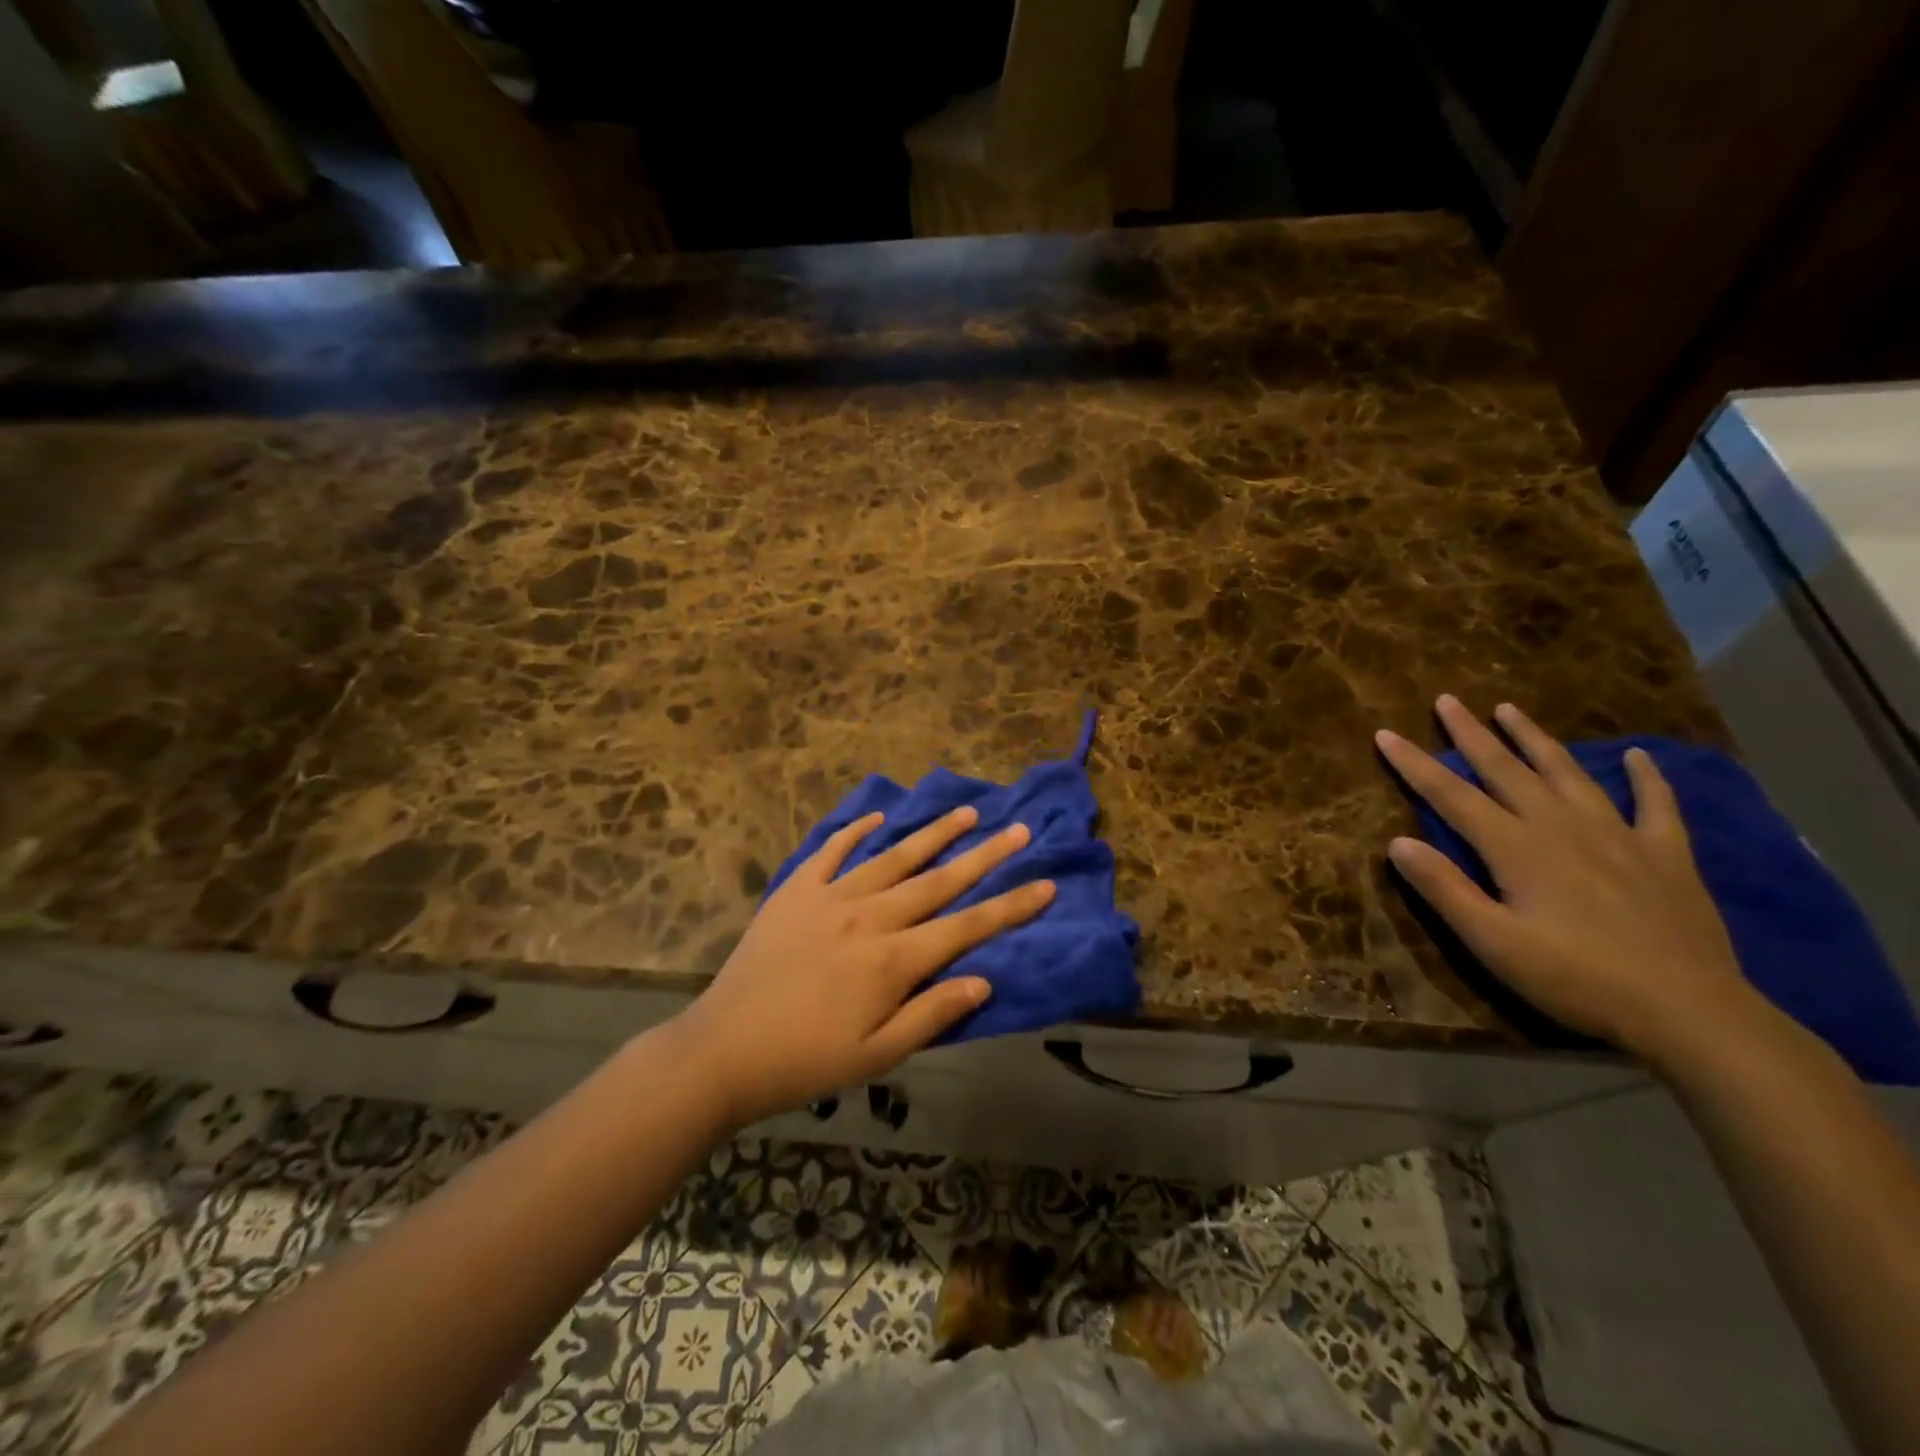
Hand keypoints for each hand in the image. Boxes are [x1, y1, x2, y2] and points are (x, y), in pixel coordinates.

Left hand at [671, 807, 1053, 1126]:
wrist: (723, 1049)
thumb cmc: (806, 1061)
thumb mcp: (877, 1057)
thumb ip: (931, 1015)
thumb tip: (983, 981)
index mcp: (893, 960)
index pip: (967, 926)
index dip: (1011, 906)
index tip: (1046, 883)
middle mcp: (870, 916)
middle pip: (938, 880)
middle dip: (985, 855)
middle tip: (1019, 829)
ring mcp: (831, 897)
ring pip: (894, 856)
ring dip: (934, 833)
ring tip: (967, 812)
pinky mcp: (796, 890)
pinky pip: (833, 851)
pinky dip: (857, 832)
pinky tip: (879, 819)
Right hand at [1376, 696, 1755, 1062]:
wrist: (1690, 1013)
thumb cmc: (1576, 980)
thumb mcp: (1493, 943)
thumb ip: (1444, 889)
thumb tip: (1397, 841)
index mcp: (1516, 848)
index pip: (1451, 795)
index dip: (1415, 764)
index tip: (1385, 734)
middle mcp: (1562, 827)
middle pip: (1506, 770)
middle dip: (1471, 734)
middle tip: (1447, 700)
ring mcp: (1618, 836)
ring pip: (1568, 774)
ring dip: (1536, 739)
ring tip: (1510, 709)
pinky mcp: (1666, 856)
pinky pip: (1656, 805)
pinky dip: (1648, 778)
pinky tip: (1640, 756)